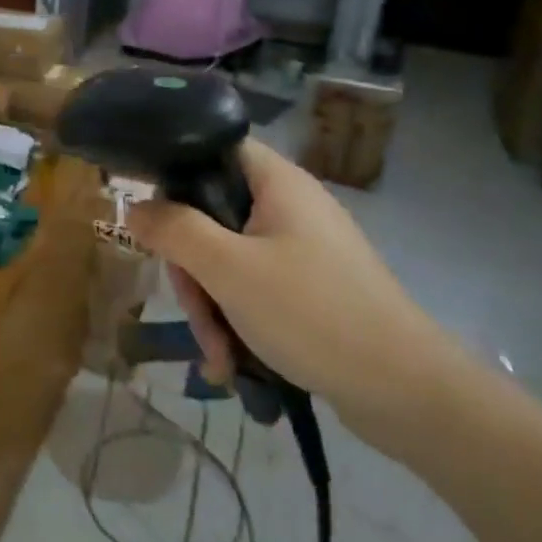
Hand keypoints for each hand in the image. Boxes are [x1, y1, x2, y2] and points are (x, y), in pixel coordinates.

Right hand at [124, 139, 464, 446]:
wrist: (408, 393)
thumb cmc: (313, 313)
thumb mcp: (228, 269)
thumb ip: (174, 230)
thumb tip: (133, 205)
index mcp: (276, 182)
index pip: (212, 149)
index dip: (175, 173)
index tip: (151, 216)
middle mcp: (288, 206)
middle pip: (212, 214)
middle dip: (193, 269)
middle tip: (195, 313)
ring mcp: (300, 248)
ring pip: (228, 258)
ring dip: (212, 306)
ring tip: (218, 357)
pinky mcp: (308, 287)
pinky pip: (253, 288)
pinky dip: (237, 319)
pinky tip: (232, 364)